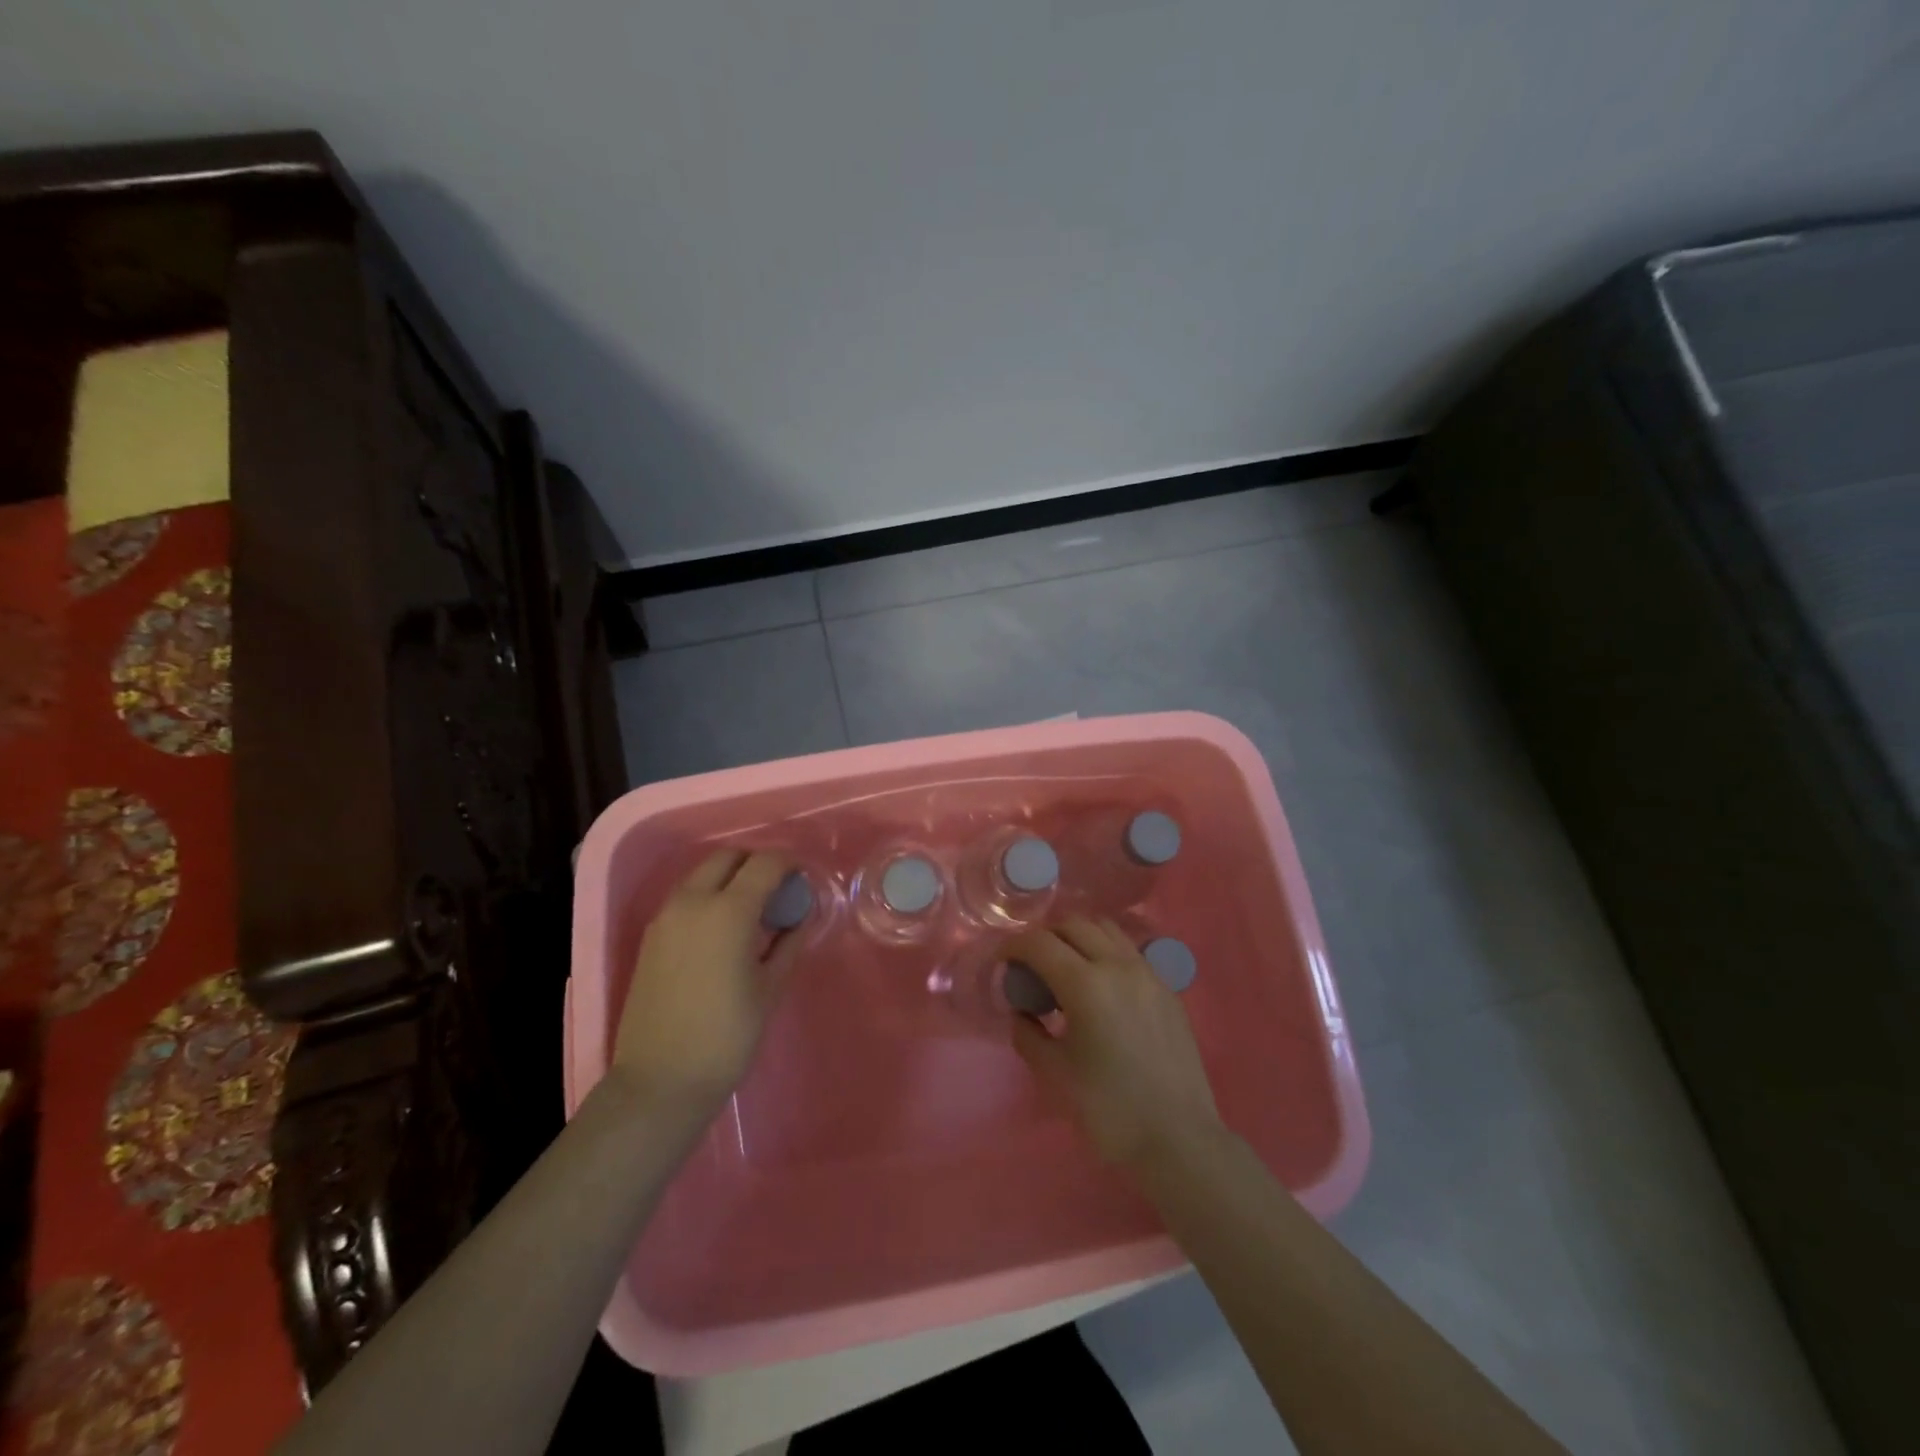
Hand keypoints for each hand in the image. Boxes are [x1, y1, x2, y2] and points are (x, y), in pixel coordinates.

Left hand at [608, 848, 802, 1120]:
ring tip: (752, 908)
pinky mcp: (651, 936)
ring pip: (702, 874)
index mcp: (728, 912)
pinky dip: (709, 895)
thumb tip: (800, 916)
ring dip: (730, 877)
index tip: (803, 877)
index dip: (788, 863)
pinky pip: (685, 897)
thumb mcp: (770, 988)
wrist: (660, 1081)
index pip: (764, 864)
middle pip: (728, 858)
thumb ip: (788, 943)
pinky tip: (724, 928)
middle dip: (756, 863)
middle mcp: (693, 902)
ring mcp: (666, 917)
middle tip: (777, 889)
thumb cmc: (727, 1037)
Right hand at [1006, 916, 1222, 1170]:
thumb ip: (1029, 1034)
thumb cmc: (1110, 1110)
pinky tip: (1101, 986)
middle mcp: (1118, 966)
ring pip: (1106, 930)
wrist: (1180, 1140)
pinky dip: (1106, 952)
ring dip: (1078, 937)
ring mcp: (1148, 974)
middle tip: (1031, 965)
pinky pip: (1130, 952)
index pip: (1039, 943)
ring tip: (1066, 968)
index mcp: (1086, 984)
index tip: (1002, 961)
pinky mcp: (1168, 989)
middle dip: (1045, 936)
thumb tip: (1021, 1013)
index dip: (1013, 945)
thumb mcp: (1055, 1074)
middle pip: (1074, 925)